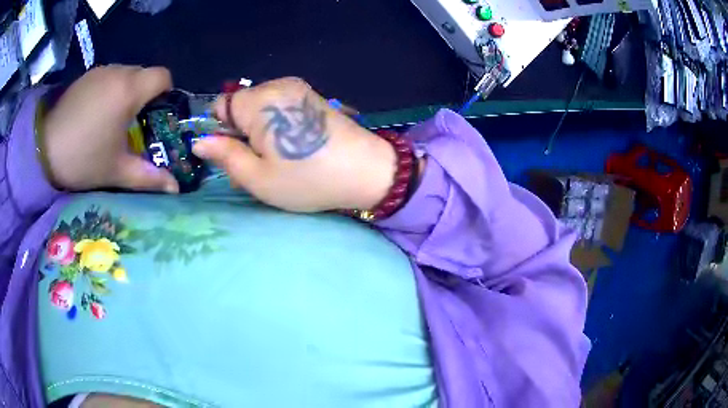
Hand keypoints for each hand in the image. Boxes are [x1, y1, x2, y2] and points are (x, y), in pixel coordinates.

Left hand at [42, 65, 178, 192]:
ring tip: (112, 120)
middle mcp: (118, 72)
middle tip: (134, 124)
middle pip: (144, 74)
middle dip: (145, 95)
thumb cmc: (82, 159)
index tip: (157, 115)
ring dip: (126, 92)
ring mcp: (100, 71)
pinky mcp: (86, 76)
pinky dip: (109, 90)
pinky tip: (95, 113)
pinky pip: (108, 77)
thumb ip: (148, 178)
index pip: (163, 76)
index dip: (166, 93)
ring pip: (125, 74)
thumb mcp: (116, 172)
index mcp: (129, 90)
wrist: (42, 149)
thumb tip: (176, 189)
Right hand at [192, 77, 397, 212]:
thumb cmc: (309, 179)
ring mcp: (298, 89)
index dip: (221, 132)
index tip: (234, 156)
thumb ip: (225, 155)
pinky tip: (291, 149)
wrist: (367, 171)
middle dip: (240, 136)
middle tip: (256, 168)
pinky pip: (279, 108)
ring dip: (259, 135)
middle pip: (241, 108)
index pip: (221, 106)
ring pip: (260, 110)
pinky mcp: (312, 97)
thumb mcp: (258, 177)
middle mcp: (278, 86)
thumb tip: (199, 141)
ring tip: (275, 163)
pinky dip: (277, 128)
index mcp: (260, 101)